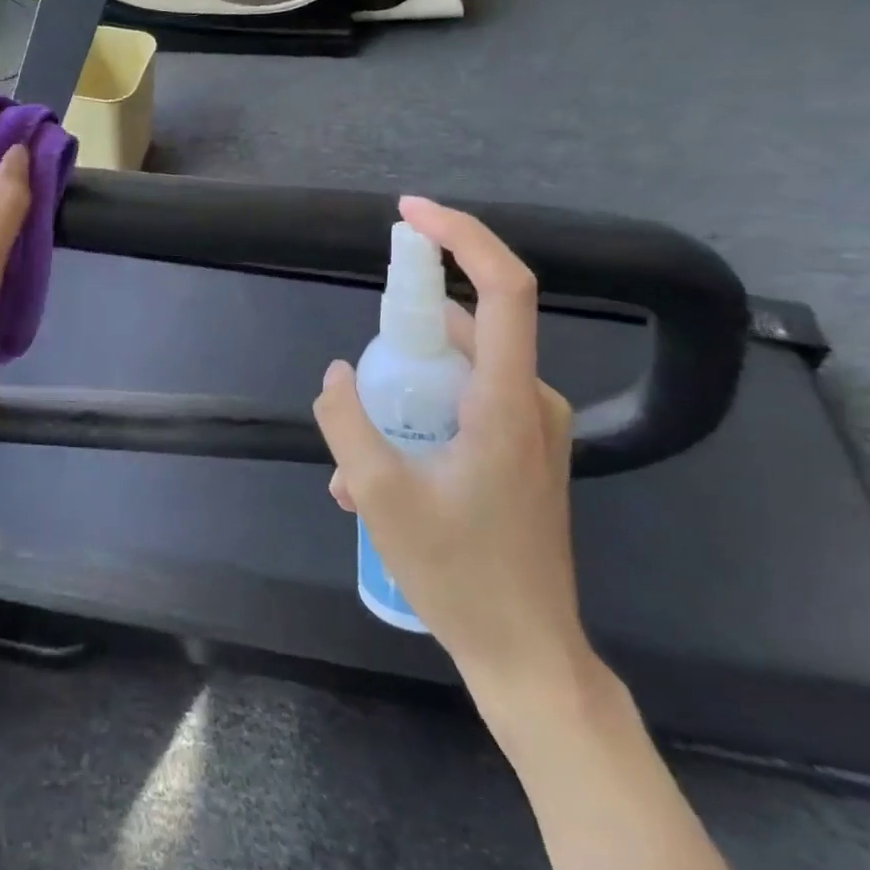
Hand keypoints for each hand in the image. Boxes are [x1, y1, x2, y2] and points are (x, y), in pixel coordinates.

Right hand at [314, 197, 591, 708]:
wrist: (528, 654)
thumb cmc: (459, 574)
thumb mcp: (380, 498)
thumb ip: (348, 424)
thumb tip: (337, 375)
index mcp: (506, 400)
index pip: (502, 288)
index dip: (461, 236)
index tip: (410, 214)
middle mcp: (530, 400)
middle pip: (468, 326)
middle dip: (403, 335)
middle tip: (361, 379)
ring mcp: (532, 427)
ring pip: (459, 370)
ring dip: (403, 391)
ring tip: (355, 455)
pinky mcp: (523, 450)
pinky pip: (466, 403)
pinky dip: (420, 416)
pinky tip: (379, 474)